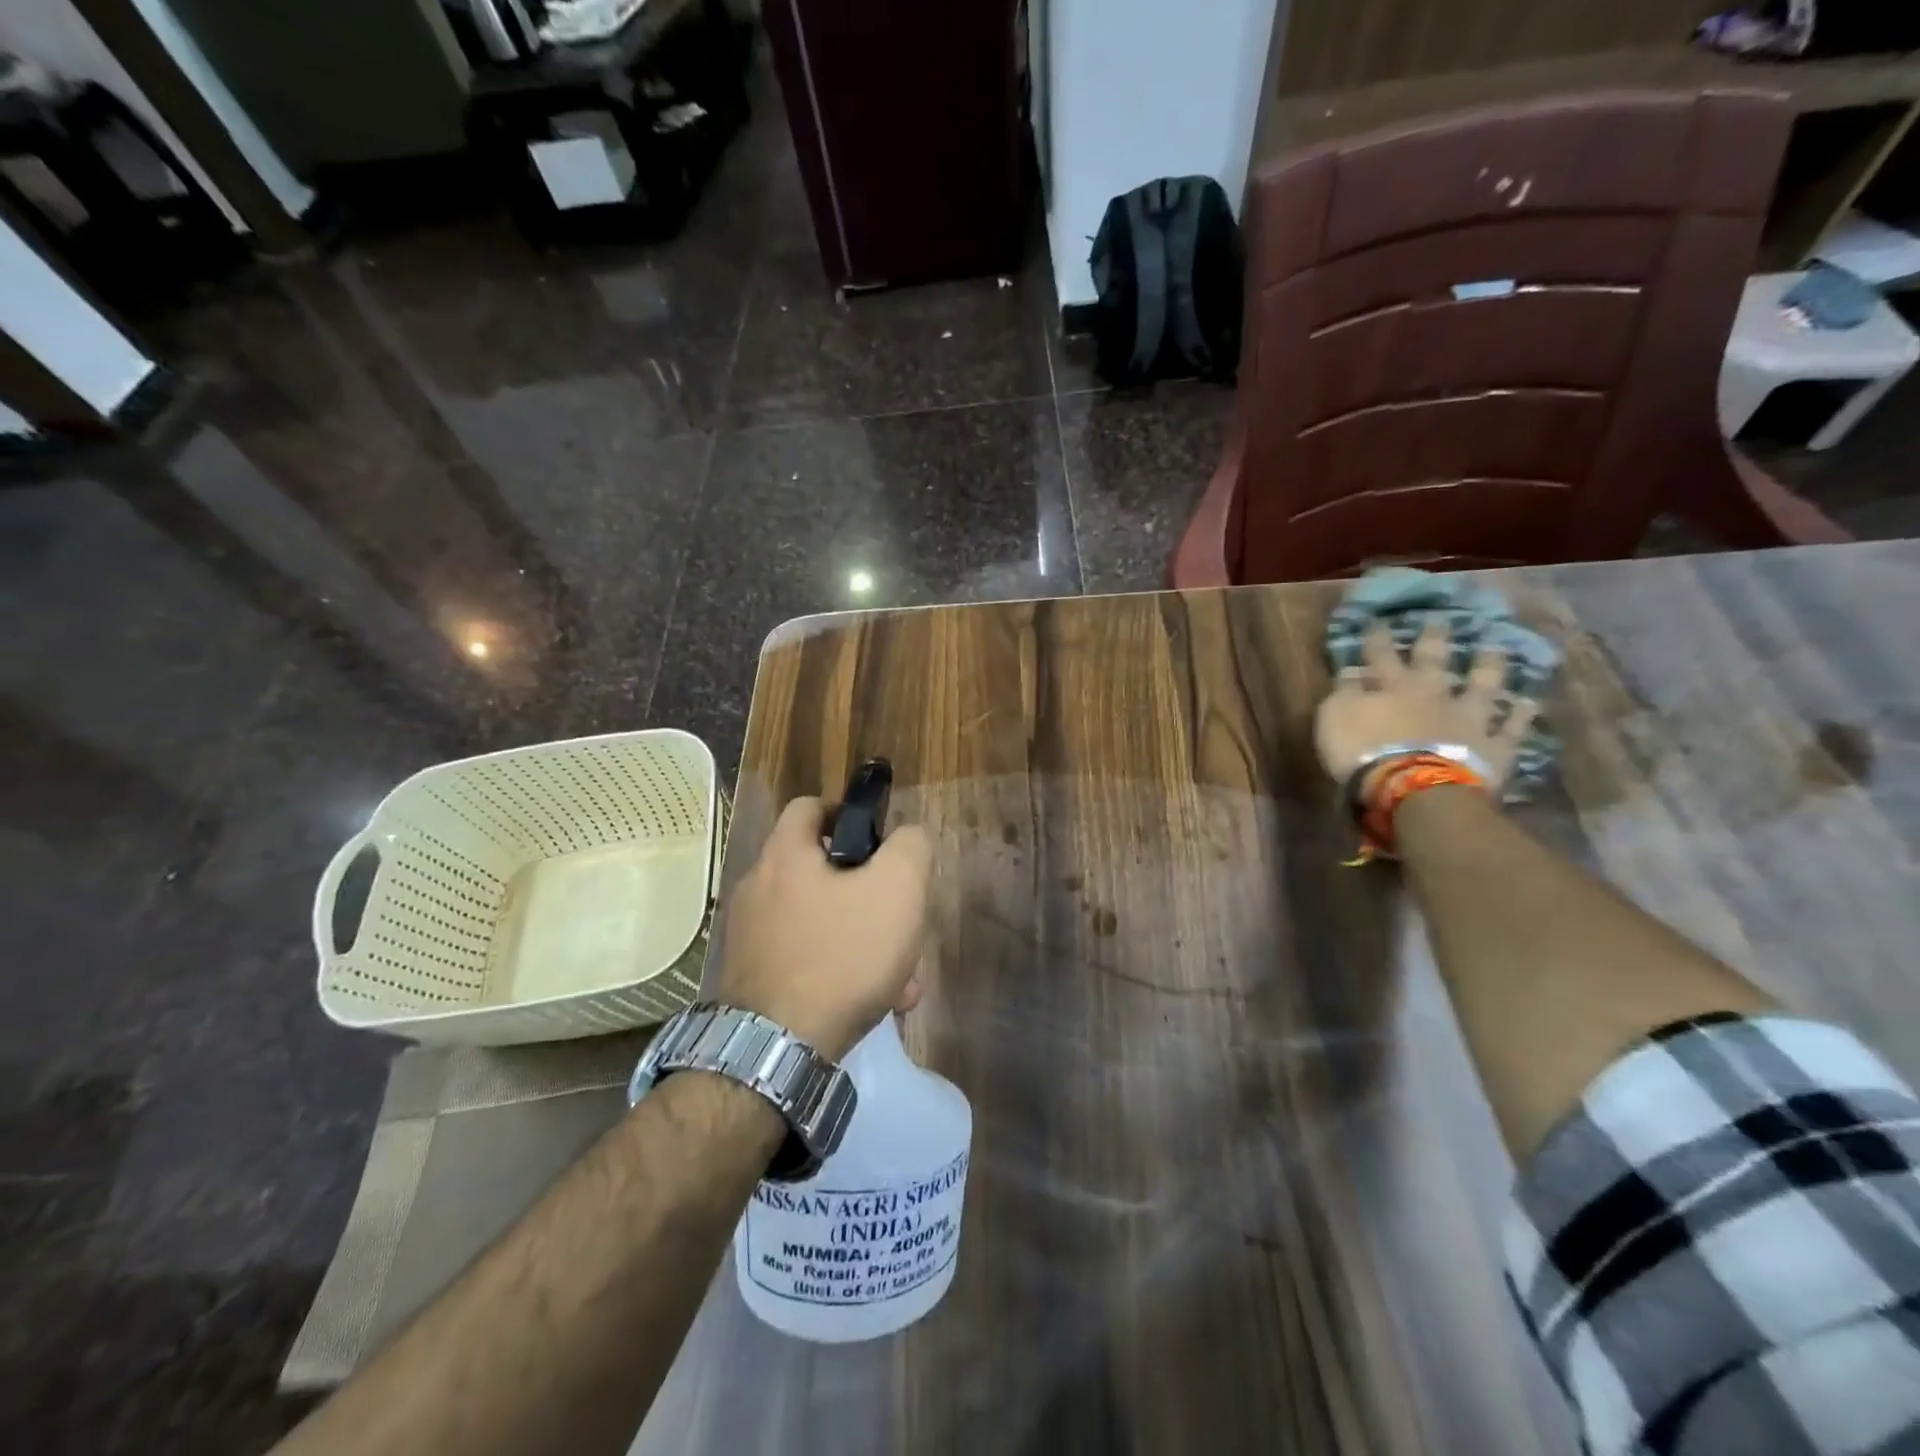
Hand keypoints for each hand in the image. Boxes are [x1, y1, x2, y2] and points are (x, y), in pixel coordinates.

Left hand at [716, 796, 931, 1061]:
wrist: (779, 1050)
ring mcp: (751, 936)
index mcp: (785, 855)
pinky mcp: (753, 978)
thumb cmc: (842, 954)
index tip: (880, 845)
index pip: (810, 806)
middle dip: (870, 895)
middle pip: (823, 871)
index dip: (848, 814)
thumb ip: (910, 847)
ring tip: (901, 978)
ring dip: (864, 941)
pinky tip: (876, 1003)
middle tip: (900, 922)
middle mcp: (758, 888)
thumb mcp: (898, 888)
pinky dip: (841, 972)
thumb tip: (907, 837)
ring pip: (822, 922)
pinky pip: (808, 960)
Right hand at [1315, 622, 1538, 791]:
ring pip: (1482, 685)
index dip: (1377, 638)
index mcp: (1392, 687)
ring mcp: (1468, 718)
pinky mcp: (1492, 746)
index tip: (1377, 621)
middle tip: (1441, 620)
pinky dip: (1519, 714)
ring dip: (1488, 666)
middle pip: (1434, 660)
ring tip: (1496, 647)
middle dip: (1435, 639)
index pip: (1381, 654)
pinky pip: (1511, 727)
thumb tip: (1351, 672)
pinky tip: (1528, 702)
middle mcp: (1433, 694)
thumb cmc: (1365, 753)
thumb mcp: (1335, 718)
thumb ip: (1344, 693)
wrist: (1415, 789)